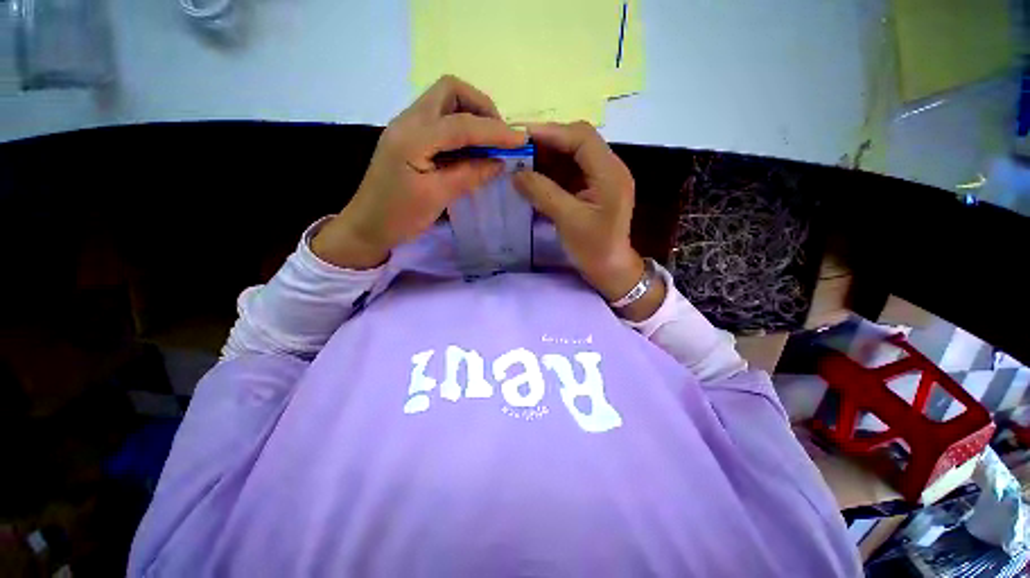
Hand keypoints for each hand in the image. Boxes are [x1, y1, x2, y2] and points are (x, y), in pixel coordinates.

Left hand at [312, 75, 526, 268]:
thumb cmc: (399, 216)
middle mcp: (408, 121)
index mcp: (413, 137)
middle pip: (450, 90)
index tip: (521, 141)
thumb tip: (500, 162)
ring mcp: (407, 126)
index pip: (462, 124)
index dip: (495, 131)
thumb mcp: (437, 198)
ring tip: (490, 142)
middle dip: (481, 107)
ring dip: (472, 114)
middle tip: (498, 135)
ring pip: (445, 100)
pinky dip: (462, 127)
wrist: (367, 226)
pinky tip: (472, 148)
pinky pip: (440, 119)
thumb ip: (470, 175)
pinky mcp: (410, 137)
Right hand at [513, 122, 664, 319]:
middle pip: (577, 142)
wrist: (610, 270)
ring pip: (572, 156)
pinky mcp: (593, 189)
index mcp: (610, 173)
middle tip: (517, 149)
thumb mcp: (568, 220)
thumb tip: (516, 173)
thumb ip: (542, 193)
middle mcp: (609, 168)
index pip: (581, 138)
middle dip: (547, 143)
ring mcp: (601, 178)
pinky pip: (570, 172)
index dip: (551, 132)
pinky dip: (551, 171)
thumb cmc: (594, 248)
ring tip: (520, 161)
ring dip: (547, 157)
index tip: (520, 135)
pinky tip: (533, 176)